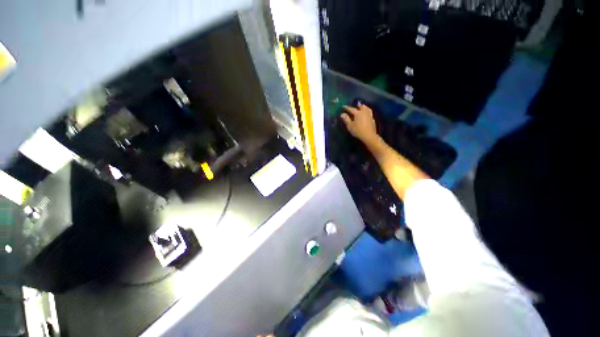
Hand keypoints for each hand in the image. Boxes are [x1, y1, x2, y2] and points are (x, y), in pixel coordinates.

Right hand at [341, 103, 378, 144]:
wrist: (369, 136)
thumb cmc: (358, 131)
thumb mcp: (350, 126)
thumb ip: (346, 119)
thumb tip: (342, 114)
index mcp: (358, 113)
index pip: (351, 109)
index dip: (347, 108)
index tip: (343, 106)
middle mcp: (364, 112)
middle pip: (361, 107)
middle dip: (357, 106)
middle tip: (355, 106)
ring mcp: (369, 115)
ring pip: (367, 108)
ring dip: (364, 107)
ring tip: (362, 107)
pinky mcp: (372, 119)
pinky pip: (370, 112)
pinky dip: (367, 111)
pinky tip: (366, 114)